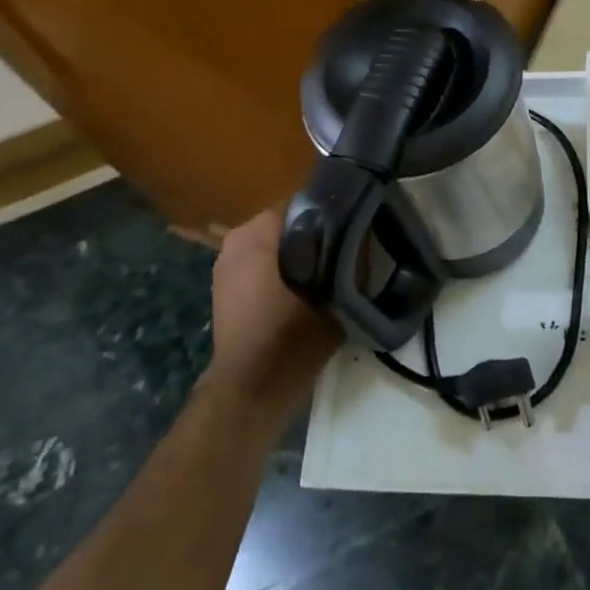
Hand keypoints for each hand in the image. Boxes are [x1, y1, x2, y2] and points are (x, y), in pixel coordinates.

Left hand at [200, 203, 339, 415]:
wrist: (254, 387)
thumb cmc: (293, 334)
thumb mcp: (336, 290)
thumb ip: (351, 256)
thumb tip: (364, 232)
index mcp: (256, 232)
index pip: (300, 202)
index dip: (331, 211)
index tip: (355, 224)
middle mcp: (235, 241)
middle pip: (286, 225)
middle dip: (314, 234)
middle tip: (347, 249)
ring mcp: (225, 267)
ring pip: (274, 247)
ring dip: (298, 254)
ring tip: (330, 271)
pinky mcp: (225, 292)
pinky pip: (261, 268)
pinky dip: (282, 273)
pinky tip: (305, 291)